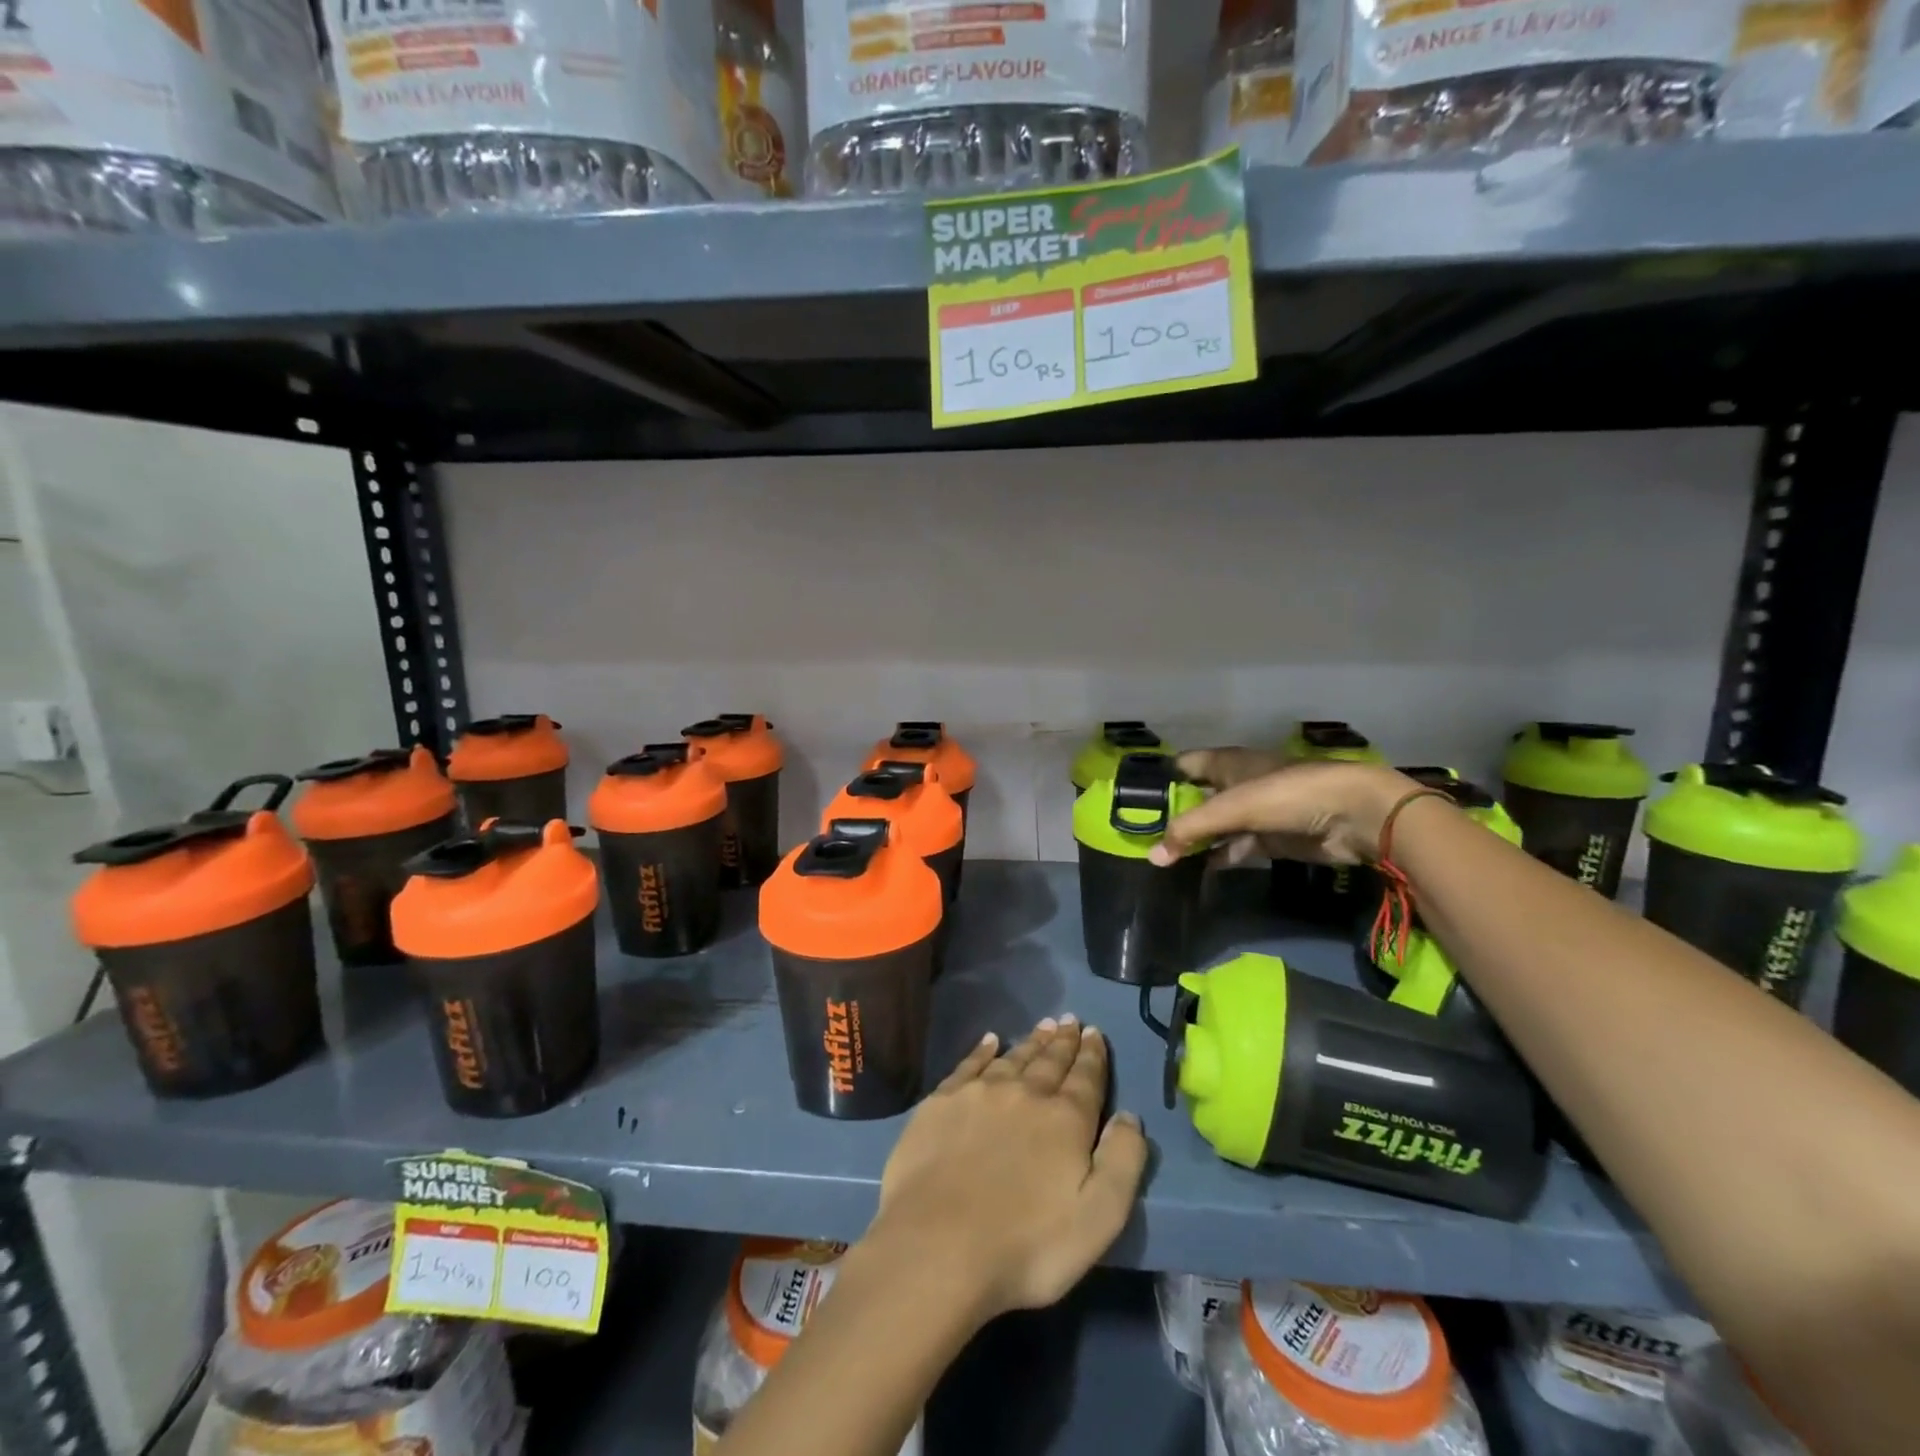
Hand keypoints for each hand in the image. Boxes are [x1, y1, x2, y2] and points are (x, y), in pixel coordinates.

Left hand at [867, 1019, 1147, 1323]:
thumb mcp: (1098, 1219)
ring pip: (1013, 1057)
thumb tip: (1129, 1116)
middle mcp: (1024, 1093)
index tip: (1095, 1032)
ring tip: (1043, 1026)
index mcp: (1065, 1119)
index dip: (1093, 1055)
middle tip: (1070, 1020)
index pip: (1086, 1077)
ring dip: (1031, 1042)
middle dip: (1063, 1041)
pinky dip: (982, 1050)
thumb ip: (1122, 1162)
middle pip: (1050, 1060)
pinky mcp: (941, 1102)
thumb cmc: (1027, 1245)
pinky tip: (990, 1041)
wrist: (938, 1247)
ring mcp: (979, 1093)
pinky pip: (969, 1064)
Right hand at [1150, 752, 1417, 866]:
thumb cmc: (1287, 795)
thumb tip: (1152, 856)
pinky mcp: (1270, 839)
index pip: (1184, 765)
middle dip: (1173, 815)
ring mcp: (1255, 812)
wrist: (1354, 816)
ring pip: (1215, 826)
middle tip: (1140, 837)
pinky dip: (1218, 858)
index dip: (1161, 779)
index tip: (1133, 800)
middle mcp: (1237, 784)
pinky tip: (1196, 871)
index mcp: (1227, 763)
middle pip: (1196, 798)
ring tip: (1162, 859)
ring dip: (1194, 841)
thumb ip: (1191, 830)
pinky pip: (1235, 848)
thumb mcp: (1233, 808)